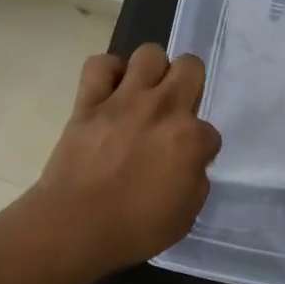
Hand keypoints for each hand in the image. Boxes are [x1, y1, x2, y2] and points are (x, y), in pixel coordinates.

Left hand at [34, 43, 221, 274]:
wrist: (74, 227)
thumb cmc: (134, 229)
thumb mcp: (185, 216)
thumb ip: (195, 181)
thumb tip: (190, 163)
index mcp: (190, 138)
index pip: (210, 131)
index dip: (200, 148)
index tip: (187, 162)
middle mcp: (162, 108)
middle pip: (190, 66)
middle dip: (190, 84)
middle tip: (175, 109)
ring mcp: (124, 99)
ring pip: (149, 53)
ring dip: (152, 71)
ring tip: (145, 92)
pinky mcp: (89, 101)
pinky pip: (99, 65)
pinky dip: (108, 72)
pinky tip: (111, 90)